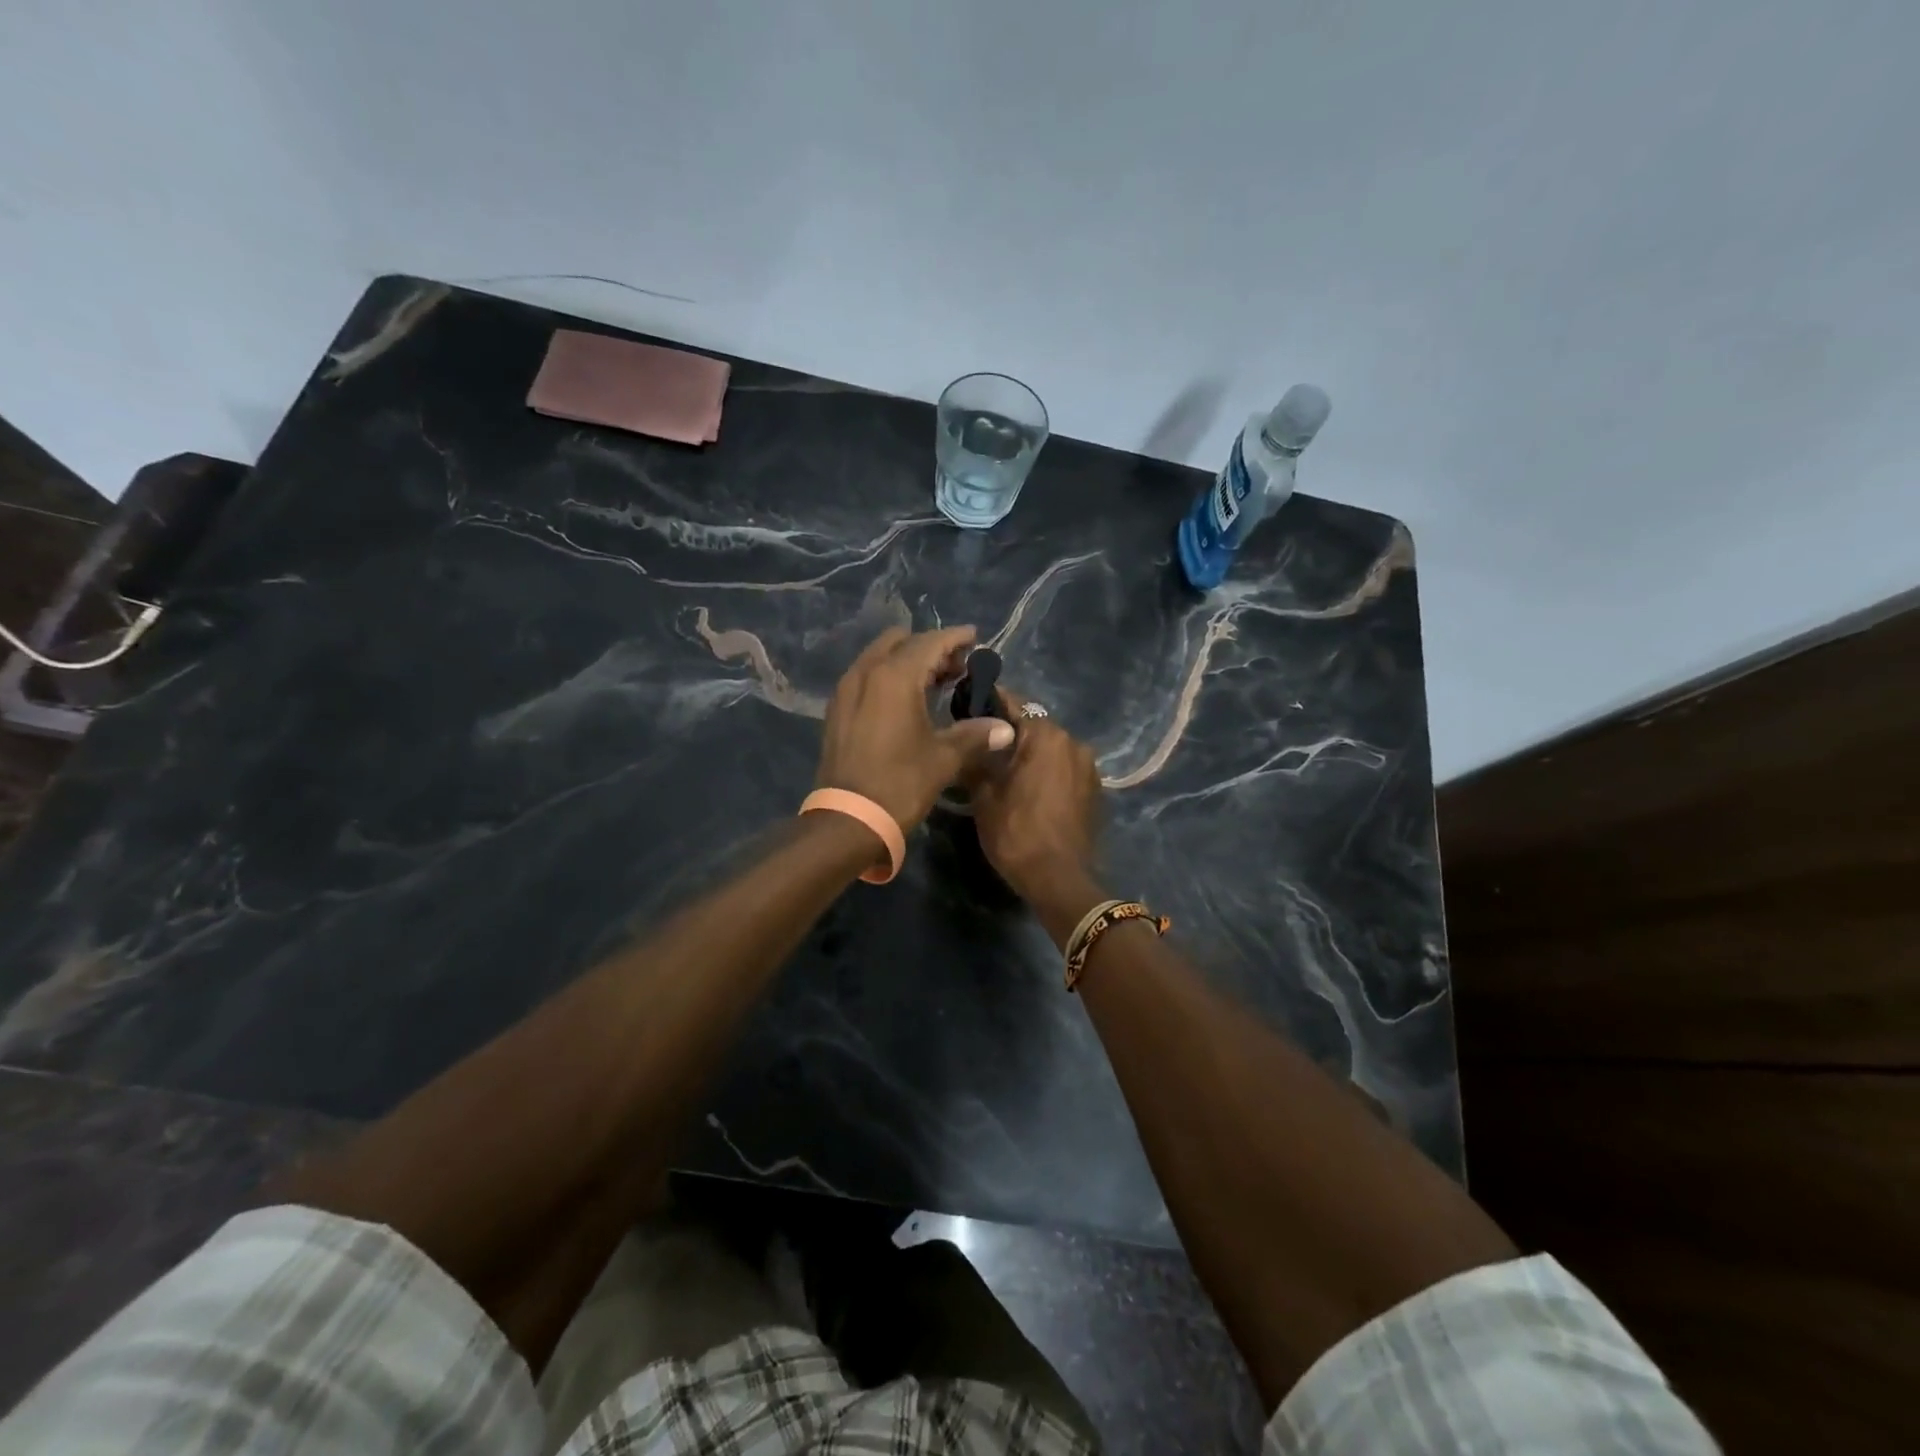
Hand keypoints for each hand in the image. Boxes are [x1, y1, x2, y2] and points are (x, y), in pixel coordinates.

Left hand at [816, 626, 1015, 831]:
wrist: (849, 820)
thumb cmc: (900, 783)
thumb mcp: (944, 758)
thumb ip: (975, 735)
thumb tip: (1006, 729)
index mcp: (894, 677)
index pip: (930, 643)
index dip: (955, 638)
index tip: (974, 637)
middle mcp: (866, 673)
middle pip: (901, 643)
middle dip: (930, 647)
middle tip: (956, 666)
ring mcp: (846, 691)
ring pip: (880, 657)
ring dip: (907, 661)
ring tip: (935, 682)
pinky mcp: (837, 710)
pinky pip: (866, 677)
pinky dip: (887, 677)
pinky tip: (906, 700)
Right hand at [968, 687, 1103, 900]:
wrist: (1059, 879)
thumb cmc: (1017, 832)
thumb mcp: (983, 796)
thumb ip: (976, 759)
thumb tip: (966, 739)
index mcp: (1046, 735)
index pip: (1014, 703)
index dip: (989, 702)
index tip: (967, 706)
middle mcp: (1073, 742)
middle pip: (1034, 726)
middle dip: (1009, 732)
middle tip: (980, 744)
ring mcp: (1088, 767)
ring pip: (1051, 748)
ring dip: (1029, 753)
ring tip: (1002, 769)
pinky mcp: (1094, 790)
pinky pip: (1064, 768)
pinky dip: (1046, 771)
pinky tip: (1027, 788)